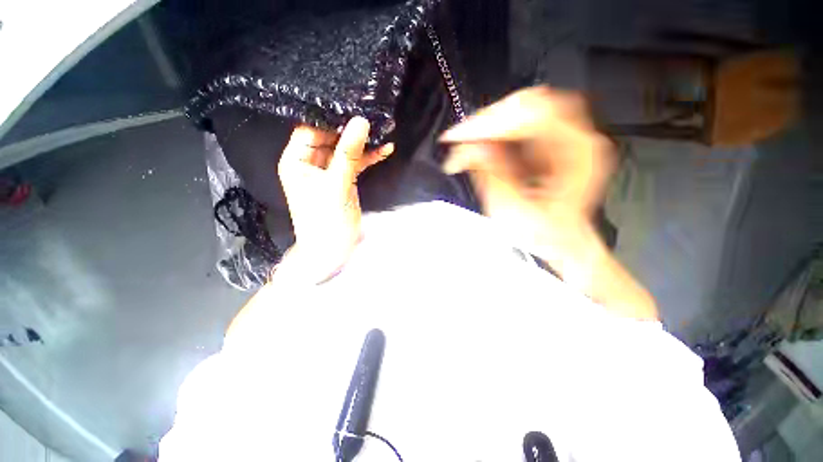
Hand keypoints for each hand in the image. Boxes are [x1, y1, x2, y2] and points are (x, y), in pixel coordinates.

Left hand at [277, 117, 393, 280]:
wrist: (333, 251)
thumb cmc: (327, 220)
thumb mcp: (337, 185)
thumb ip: (348, 154)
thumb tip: (360, 121)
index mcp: (297, 161)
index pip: (310, 129)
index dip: (329, 119)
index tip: (352, 108)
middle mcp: (310, 163)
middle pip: (330, 138)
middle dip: (351, 130)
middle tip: (373, 118)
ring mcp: (329, 172)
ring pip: (345, 151)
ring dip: (363, 145)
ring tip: (383, 132)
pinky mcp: (344, 180)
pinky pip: (356, 164)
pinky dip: (369, 158)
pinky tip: (385, 150)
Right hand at [440, 86, 613, 272]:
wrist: (559, 242)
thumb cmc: (543, 235)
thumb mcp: (512, 210)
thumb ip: (490, 174)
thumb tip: (467, 149)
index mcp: (578, 153)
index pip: (532, 116)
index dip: (490, 123)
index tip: (459, 136)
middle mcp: (579, 139)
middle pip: (531, 104)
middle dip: (489, 120)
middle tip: (461, 138)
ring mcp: (568, 137)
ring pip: (526, 108)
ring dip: (493, 123)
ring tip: (469, 142)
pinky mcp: (554, 141)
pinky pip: (524, 121)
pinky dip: (499, 129)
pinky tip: (484, 142)